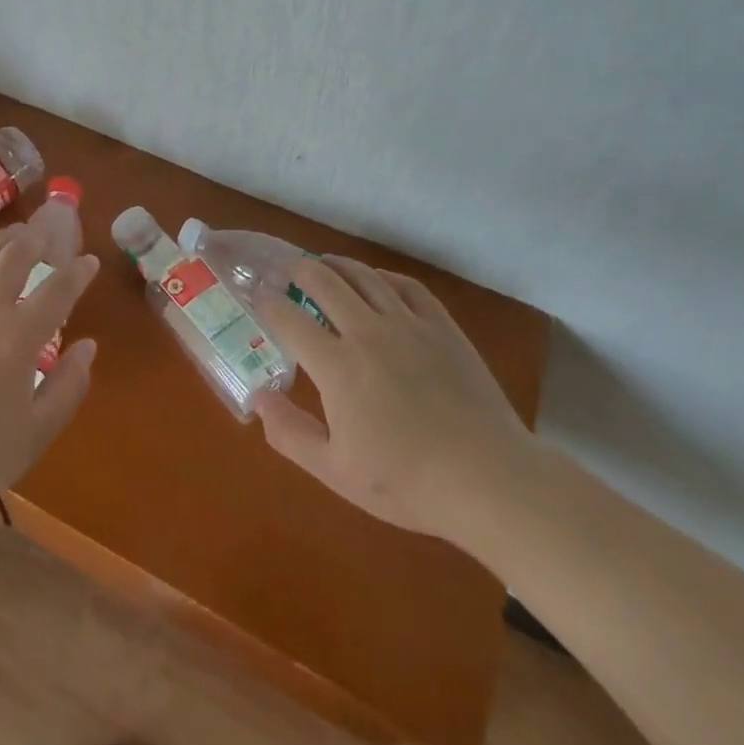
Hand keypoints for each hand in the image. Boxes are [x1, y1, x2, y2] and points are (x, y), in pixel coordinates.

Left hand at [0, 225, 98, 531]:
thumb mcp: (34, 435)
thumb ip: (67, 387)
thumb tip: (87, 347)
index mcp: (17, 338)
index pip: (58, 290)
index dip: (78, 272)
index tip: (89, 262)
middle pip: (13, 257)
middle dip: (35, 241)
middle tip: (45, 237)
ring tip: (10, 236)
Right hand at [249, 257, 538, 540]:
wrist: (487, 478)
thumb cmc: (406, 482)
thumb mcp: (336, 472)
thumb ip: (290, 434)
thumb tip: (260, 398)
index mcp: (336, 365)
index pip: (289, 318)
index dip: (267, 301)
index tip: (256, 293)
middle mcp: (367, 331)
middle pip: (323, 281)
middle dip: (297, 269)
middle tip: (285, 269)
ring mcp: (408, 324)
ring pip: (364, 277)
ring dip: (337, 265)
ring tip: (323, 263)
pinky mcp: (442, 326)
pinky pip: (407, 286)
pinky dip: (384, 277)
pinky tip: (378, 280)